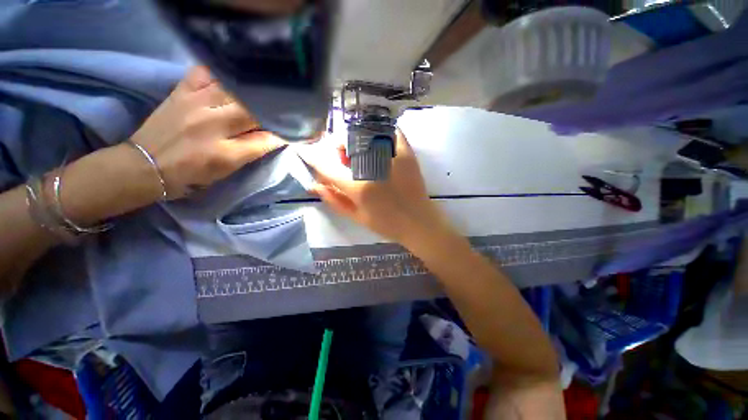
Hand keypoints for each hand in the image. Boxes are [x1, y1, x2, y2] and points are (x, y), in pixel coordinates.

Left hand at [130, 66, 285, 199]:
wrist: (145, 164)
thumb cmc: (191, 174)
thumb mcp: (226, 171)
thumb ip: (252, 153)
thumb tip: (275, 137)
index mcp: (225, 153)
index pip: (266, 139)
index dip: (284, 134)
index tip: (294, 131)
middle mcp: (212, 126)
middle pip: (253, 112)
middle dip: (272, 113)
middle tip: (281, 113)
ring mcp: (195, 104)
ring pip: (235, 90)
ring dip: (254, 94)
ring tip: (263, 96)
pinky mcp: (181, 92)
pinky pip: (206, 73)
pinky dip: (222, 73)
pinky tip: (232, 79)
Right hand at [303, 130, 449, 246]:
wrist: (419, 222)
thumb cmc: (387, 224)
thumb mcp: (356, 216)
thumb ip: (334, 200)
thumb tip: (314, 185)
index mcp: (359, 188)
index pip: (327, 167)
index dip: (312, 157)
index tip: (304, 150)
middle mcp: (373, 168)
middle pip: (345, 143)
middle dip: (337, 148)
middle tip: (342, 157)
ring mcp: (392, 157)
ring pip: (365, 134)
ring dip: (356, 140)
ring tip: (360, 153)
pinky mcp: (407, 153)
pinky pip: (390, 132)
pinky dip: (380, 132)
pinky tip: (377, 144)